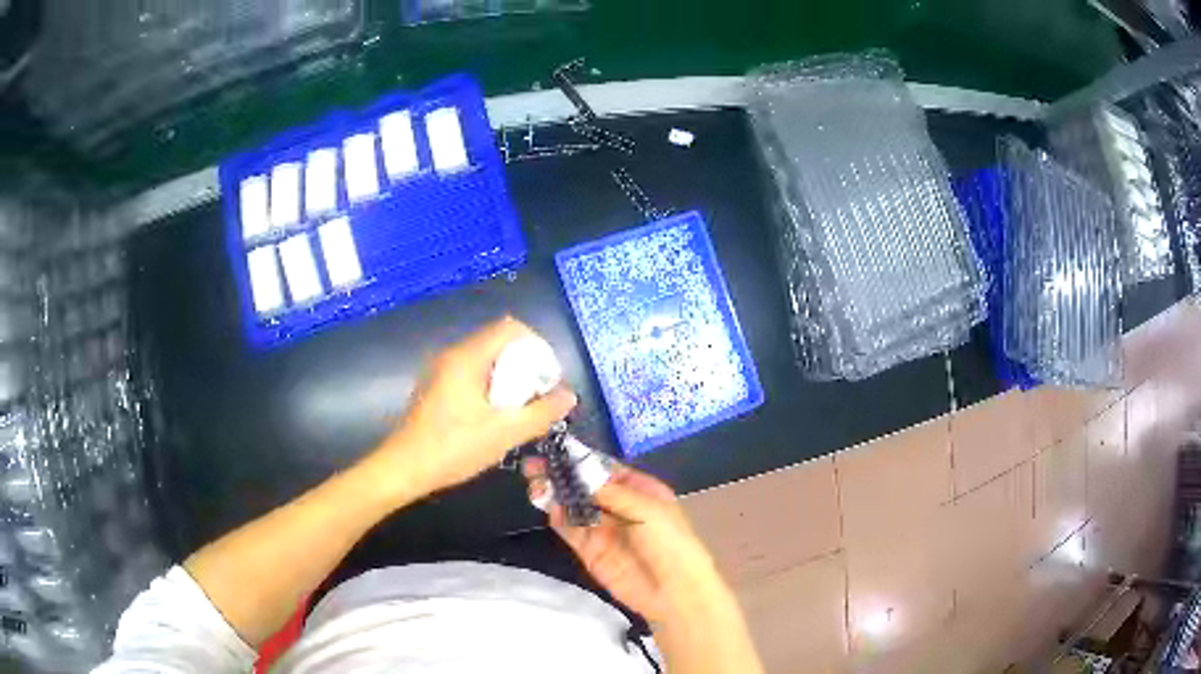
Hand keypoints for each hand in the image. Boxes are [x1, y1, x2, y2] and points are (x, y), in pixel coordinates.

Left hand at [377, 317, 576, 497]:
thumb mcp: (504, 434)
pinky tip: (494, 417)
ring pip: (486, 359)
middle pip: (499, 342)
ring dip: (508, 378)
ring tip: (519, 409)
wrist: (404, 469)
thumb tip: (569, 396)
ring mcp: (441, 370)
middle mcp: (453, 355)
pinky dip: (490, 386)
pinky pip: (472, 373)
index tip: (546, 379)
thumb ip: (540, 413)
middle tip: (536, 398)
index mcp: (467, 357)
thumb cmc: (453, 448)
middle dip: (524, 365)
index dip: (536, 347)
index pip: (510, 328)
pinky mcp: (436, 386)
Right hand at [522, 459, 727, 626]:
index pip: (605, 469)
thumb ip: (607, 491)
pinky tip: (548, 507)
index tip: (553, 449)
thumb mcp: (646, 508)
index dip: (580, 459)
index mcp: (640, 489)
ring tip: (534, 483)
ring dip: (555, 494)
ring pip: (573, 506)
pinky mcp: (590, 551)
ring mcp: (603, 529)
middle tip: (533, 466)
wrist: (674, 591)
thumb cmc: (669, 541)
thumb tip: (576, 472)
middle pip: (584, 486)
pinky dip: (558, 518)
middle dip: (561, 475)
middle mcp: (619, 506)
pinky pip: (571, 529)